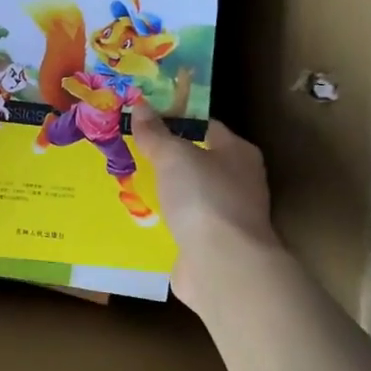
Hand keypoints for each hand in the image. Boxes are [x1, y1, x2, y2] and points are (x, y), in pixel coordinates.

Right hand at [130, 104, 281, 315]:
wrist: (222, 264)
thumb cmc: (204, 197)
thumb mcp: (173, 156)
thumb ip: (156, 133)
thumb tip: (141, 106)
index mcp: (239, 153)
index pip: (207, 126)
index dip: (177, 120)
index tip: (146, 119)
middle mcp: (239, 181)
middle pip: (199, 161)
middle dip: (169, 159)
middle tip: (133, 150)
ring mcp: (228, 216)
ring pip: (191, 195)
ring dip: (167, 192)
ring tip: (131, 183)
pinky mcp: (213, 244)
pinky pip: (185, 224)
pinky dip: (167, 220)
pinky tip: (143, 217)